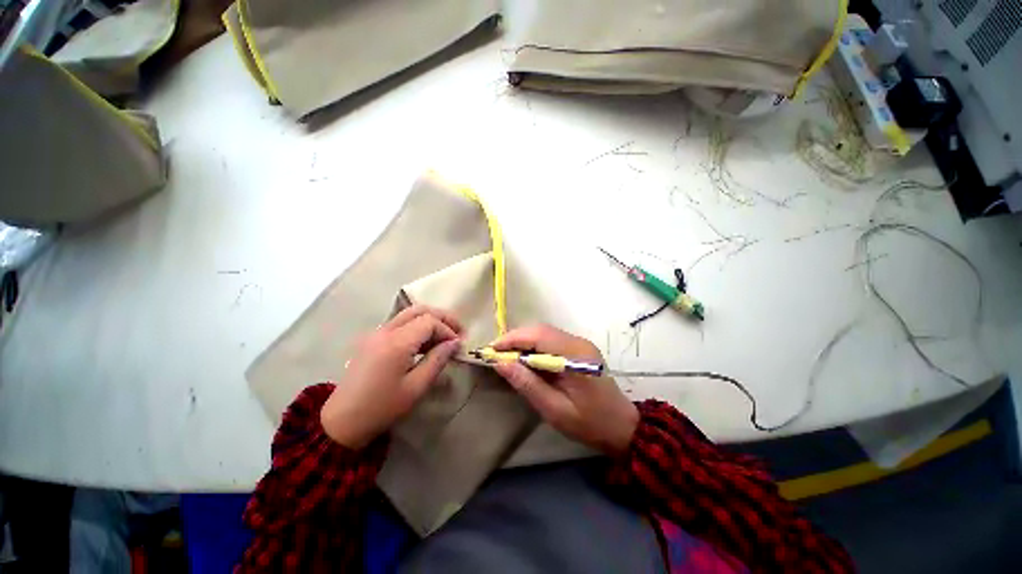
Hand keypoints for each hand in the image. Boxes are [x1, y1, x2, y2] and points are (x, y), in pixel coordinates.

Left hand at [321, 305, 462, 448]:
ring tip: (444, 338)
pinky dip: (417, 326)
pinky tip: (425, 343)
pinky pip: (399, 323)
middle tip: (457, 331)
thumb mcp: (416, 387)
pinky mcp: (372, 339)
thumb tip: (454, 343)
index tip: (458, 346)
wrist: (342, 422)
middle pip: (420, 310)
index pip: (429, 322)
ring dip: (430, 320)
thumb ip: (437, 360)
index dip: (448, 330)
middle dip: (442, 317)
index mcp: (396, 342)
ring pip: (409, 314)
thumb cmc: (382, 407)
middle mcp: (385, 330)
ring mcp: (376, 333)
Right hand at [491, 324, 638, 456]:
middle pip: (540, 330)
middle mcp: (578, 342)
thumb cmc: (588, 423)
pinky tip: (525, 360)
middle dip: (515, 339)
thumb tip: (500, 363)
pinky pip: (551, 340)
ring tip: (506, 357)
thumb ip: (527, 384)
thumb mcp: (554, 409)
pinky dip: (534, 346)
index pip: (538, 335)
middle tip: (496, 354)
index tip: (491, 350)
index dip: (512, 339)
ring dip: (523, 342)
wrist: (621, 427)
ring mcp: (580, 343)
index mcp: (574, 355)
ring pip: (544, 333)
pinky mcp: (579, 348)